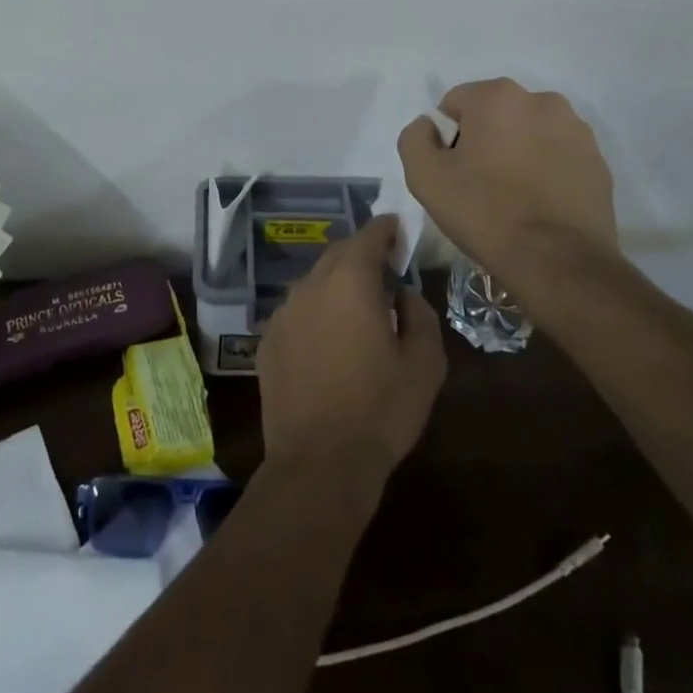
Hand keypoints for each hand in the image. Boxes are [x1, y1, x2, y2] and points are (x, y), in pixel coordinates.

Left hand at [257, 218, 446, 484]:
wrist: (319, 463)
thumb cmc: (380, 410)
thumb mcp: (424, 365)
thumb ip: (420, 315)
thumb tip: (404, 294)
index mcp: (350, 281)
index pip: (368, 236)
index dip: (386, 230)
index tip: (399, 231)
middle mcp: (311, 285)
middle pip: (339, 253)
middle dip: (362, 254)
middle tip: (385, 271)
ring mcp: (284, 311)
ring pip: (315, 281)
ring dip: (337, 284)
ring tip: (358, 309)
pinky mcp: (269, 339)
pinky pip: (298, 310)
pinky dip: (317, 312)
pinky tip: (329, 341)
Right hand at [398, 78, 619, 280]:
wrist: (558, 262)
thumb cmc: (484, 212)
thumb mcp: (424, 176)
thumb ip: (415, 137)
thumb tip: (430, 126)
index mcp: (497, 96)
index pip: (455, 105)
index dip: (446, 138)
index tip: (453, 172)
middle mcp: (541, 100)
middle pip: (495, 114)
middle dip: (484, 140)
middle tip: (479, 185)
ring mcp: (576, 130)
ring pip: (528, 133)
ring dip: (517, 152)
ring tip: (513, 197)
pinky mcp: (598, 161)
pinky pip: (557, 155)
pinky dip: (545, 170)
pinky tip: (539, 204)